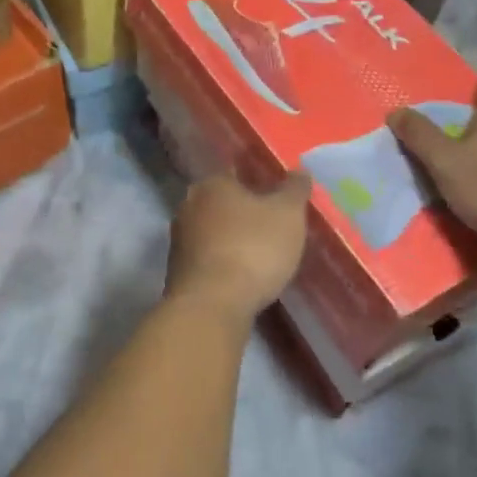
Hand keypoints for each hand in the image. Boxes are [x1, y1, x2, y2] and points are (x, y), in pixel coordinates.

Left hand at [165, 172, 311, 325]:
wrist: (211, 306)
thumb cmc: (252, 248)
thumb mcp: (287, 215)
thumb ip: (294, 189)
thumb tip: (300, 170)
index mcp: (212, 184)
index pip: (236, 173)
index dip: (257, 182)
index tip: (276, 196)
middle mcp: (188, 206)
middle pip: (221, 203)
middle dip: (243, 213)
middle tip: (271, 225)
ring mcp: (179, 240)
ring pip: (212, 232)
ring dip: (231, 240)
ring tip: (259, 254)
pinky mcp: (177, 272)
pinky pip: (207, 259)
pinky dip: (223, 263)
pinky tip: (241, 276)